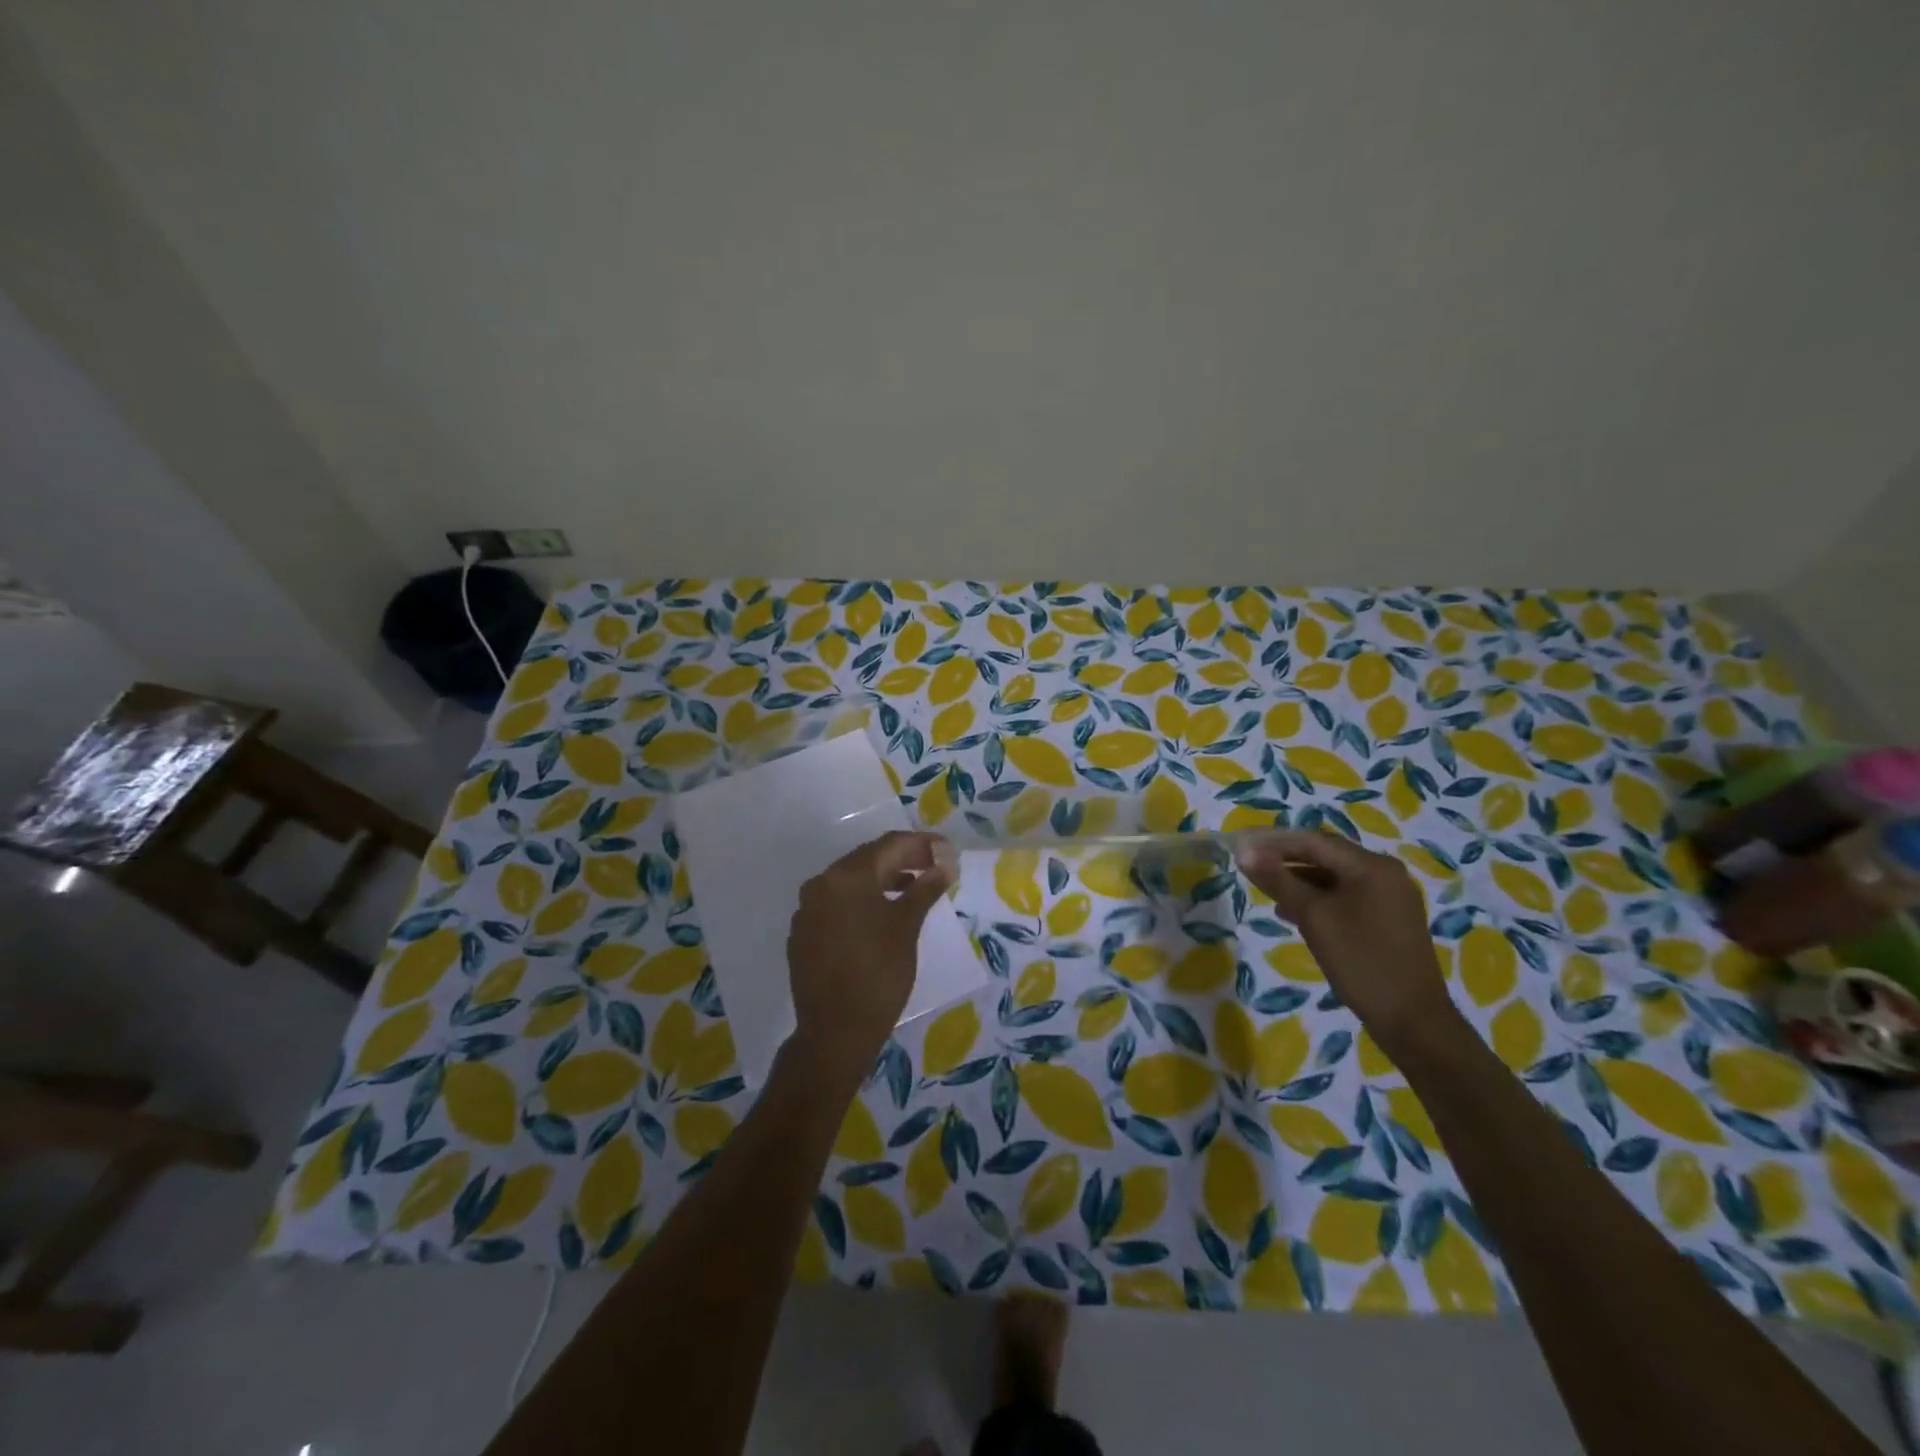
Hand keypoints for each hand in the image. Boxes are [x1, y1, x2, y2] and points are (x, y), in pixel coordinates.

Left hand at [786, 831, 956, 1083]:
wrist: (835, 1033)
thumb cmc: (879, 975)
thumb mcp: (907, 927)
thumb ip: (925, 888)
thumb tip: (945, 863)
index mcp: (846, 877)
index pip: (889, 846)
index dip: (922, 844)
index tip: (947, 851)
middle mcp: (821, 884)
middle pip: (868, 859)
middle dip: (903, 860)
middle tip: (934, 866)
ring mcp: (807, 909)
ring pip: (851, 882)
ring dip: (883, 880)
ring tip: (914, 887)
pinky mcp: (803, 933)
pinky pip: (837, 904)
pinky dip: (862, 901)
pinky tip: (882, 913)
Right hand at [1235, 830, 1458, 1056]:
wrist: (1413, 1020)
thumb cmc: (1360, 961)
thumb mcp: (1313, 917)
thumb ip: (1279, 880)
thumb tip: (1244, 852)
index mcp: (1371, 866)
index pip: (1314, 841)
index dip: (1273, 842)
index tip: (1241, 849)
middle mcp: (1385, 873)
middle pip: (1326, 856)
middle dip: (1286, 860)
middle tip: (1251, 868)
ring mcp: (1391, 897)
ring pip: (1335, 878)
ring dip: (1300, 881)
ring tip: (1267, 892)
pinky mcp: (1390, 919)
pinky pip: (1347, 896)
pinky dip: (1319, 899)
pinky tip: (1295, 914)